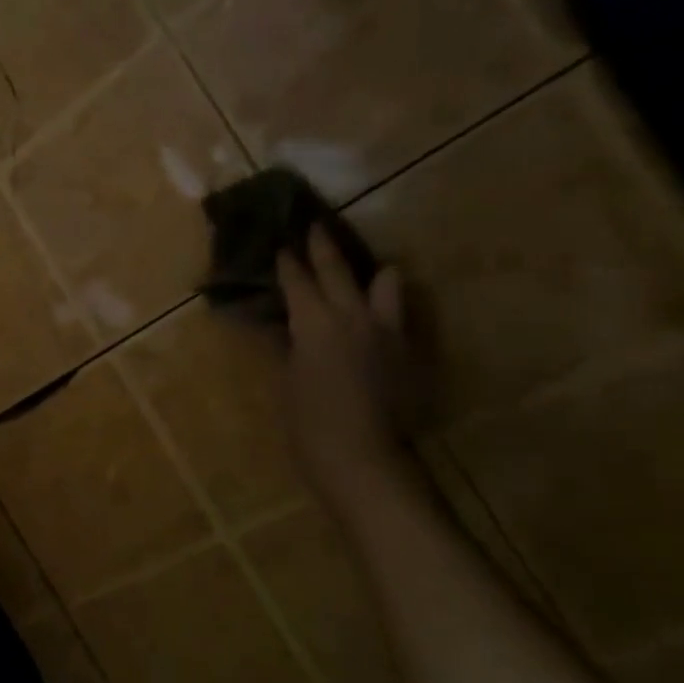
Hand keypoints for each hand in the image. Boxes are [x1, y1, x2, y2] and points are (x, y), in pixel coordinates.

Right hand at [277, 225, 420, 505]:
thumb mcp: (286, 380)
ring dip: (372, 274)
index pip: (298, 280)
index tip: (281, 244)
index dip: (287, 261)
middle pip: (337, 268)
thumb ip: (284, 346)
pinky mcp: (406, 350)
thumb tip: (277, 327)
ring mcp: (385, 330)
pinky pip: (397, 315)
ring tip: (363, 276)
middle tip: (314, 227)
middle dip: (323, 246)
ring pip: (386, 281)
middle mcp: (352, 315)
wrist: (360, 455)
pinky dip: (384, 308)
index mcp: (315, 322)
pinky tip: (374, 320)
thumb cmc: (307, 421)